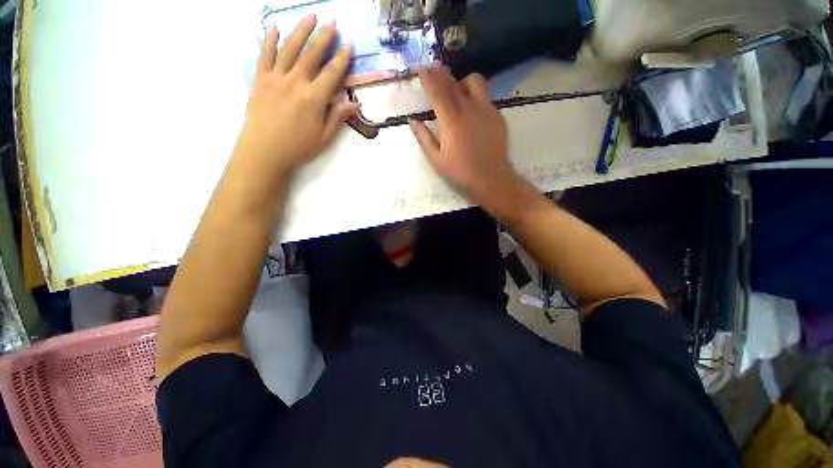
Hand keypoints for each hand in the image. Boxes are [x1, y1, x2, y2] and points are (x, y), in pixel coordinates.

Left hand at [234, 16, 358, 178]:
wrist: (264, 151)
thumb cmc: (298, 147)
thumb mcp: (324, 137)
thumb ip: (337, 117)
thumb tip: (354, 103)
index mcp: (314, 98)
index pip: (331, 74)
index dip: (342, 59)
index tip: (349, 45)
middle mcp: (296, 82)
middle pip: (312, 54)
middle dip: (324, 36)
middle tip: (332, 21)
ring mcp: (275, 78)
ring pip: (289, 48)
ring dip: (301, 30)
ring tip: (310, 16)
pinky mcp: (260, 79)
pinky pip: (265, 55)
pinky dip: (269, 39)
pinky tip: (274, 27)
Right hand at [409, 65, 521, 210]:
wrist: (491, 178)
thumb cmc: (460, 171)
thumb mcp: (436, 159)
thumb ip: (424, 138)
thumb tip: (413, 121)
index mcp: (451, 121)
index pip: (436, 92)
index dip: (427, 78)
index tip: (420, 67)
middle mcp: (468, 109)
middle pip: (453, 83)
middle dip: (441, 73)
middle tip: (434, 66)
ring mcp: (486, 110)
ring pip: (474, 82)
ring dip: (461, 81)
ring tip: (457, 89)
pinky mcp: (497, 115)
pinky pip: (485, 97)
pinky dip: (475, 96)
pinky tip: (473, 109)